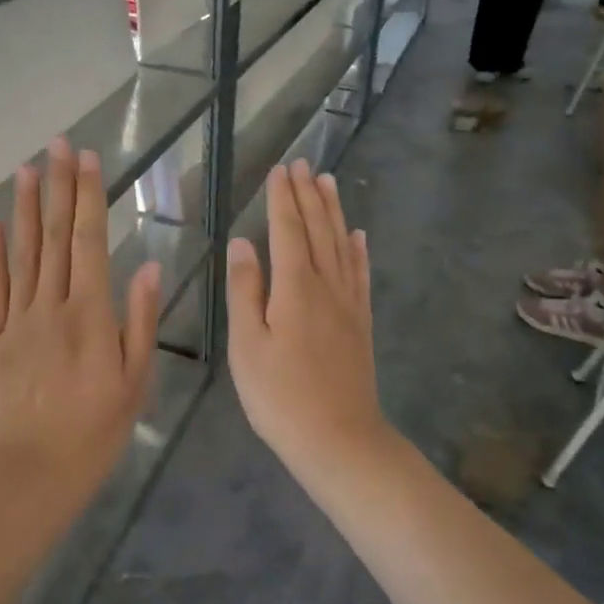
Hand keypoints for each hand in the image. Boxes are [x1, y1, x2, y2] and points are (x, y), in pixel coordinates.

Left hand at [0, 138, 159, 498]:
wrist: (28, 475)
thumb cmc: (93, 433)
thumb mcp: (134, 383)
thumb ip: (140, 322)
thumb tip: (148, 266)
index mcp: (90, 315)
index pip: (89, 242)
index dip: (89, 198)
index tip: (88, 160)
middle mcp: (51, 306)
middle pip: (54, 236)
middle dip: (57, 187)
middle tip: (56, 145)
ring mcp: (16, 320)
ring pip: (22, 253)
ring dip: (24, 208)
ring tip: (26, 169)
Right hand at [226, 162, 386, 467]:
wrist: (339, 440)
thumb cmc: (280, 397)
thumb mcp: (247, 346)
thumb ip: (245, 291)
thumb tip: (243, 243)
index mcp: (294, 288)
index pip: (287, 230)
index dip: (282, 198)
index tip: (280, 169)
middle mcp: (326, 285)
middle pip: (317, 230)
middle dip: (308, 194)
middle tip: (304, 163)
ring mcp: (348, 303)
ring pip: (341, 245)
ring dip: (333, 211)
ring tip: (329, 182)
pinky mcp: (360, 322)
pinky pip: (360, 274)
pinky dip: (358, 249)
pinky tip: (358, 235)